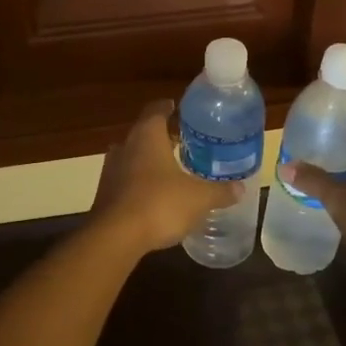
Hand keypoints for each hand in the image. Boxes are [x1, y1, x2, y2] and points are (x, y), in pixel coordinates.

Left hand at [91, 100, 242, 252]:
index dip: (169, 107)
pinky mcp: (105, 194)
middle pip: (144, 132)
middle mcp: (125, 146)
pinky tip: (156, 195)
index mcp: (147, 135)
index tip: (181, 110)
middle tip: (185, 142)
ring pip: (133, 156)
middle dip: (163, 137)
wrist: (115, 238)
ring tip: (172, 169)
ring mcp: (111, 170)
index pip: (156, 109)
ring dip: (150, 160)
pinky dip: (140, 182)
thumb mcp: (199, 198)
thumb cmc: (159, 204)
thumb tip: (240, 188)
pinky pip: (126, 179)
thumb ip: (219, 191)